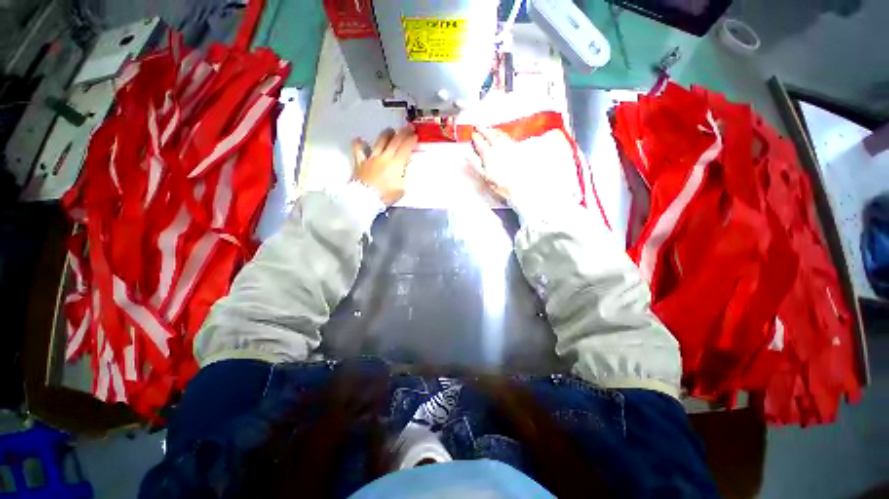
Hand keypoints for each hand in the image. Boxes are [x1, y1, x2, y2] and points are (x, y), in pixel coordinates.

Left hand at [352, 126, 417, 205]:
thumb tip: (406, 165)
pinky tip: (360, 140)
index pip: (405, 148)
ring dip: (386, 134)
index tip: (415, 136)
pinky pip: (358, 150)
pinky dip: (359, 144)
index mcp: (396, 164)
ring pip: (379, 141)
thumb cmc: (385, 196)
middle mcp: (384, 157)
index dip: (411, 140)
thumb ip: (405, 175)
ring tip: (390, 131)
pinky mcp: (360, 162)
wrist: (366, 199)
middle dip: (403, 133)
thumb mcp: (402, 188)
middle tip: (407, 128)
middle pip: (394, 141)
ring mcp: (371, 158)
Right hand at [469, 127, 518, 203]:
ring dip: (493, 130)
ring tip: (489, 129)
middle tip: (478, 127)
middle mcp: (498, 148)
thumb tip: (466, 157)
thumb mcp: (484, 175)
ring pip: (499, 134)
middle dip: (483, 130)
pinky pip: (507, 137)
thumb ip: (475, 164)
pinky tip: (501, 135)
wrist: (517, 186)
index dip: (476, 137)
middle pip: (490, 135)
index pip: (480, 142)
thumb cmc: (500, 183)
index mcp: (488, 154)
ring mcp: (508, 147)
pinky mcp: (515, 149)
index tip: (473, 135)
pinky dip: (502, 134)